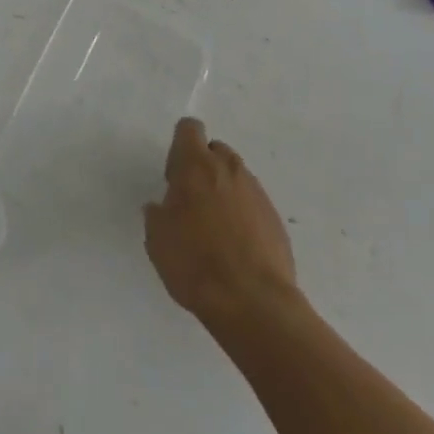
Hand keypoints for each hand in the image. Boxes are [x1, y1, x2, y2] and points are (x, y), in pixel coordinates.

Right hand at [144, 117, 300, 331]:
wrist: (254, 304)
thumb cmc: (195, 263)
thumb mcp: (157, 238)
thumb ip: (158, 212)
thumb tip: (163, 207)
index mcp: (196, 164)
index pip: (189, 129)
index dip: (179, 147)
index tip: (174, 177)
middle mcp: (229, 168)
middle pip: (215, 151)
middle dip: (204, 168)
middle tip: (193, 204)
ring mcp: (257, 193)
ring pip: (236, 178)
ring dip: (225, 192)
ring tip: (216, 230)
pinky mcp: (276, 220)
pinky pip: (254, 205)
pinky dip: (244, 216)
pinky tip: (237, 248)